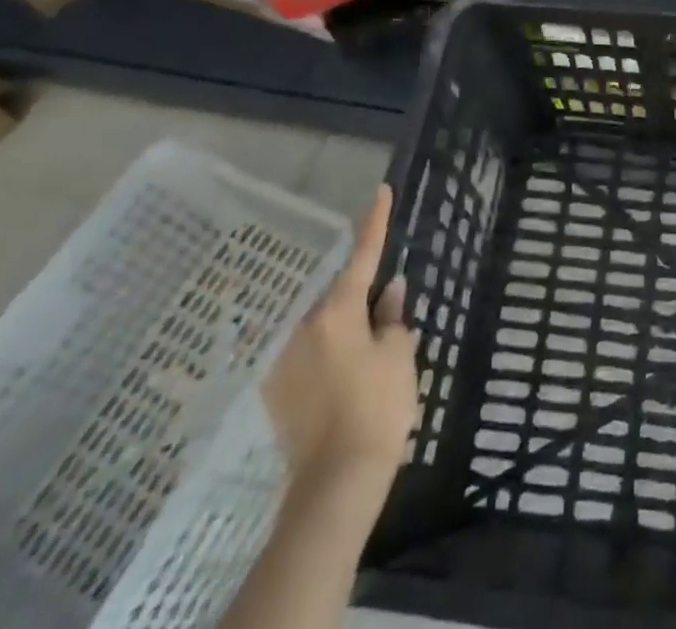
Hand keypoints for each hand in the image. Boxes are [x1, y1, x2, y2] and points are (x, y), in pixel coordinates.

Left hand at [264, 184, 419, 486]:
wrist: (337, 484)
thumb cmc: (378, 409)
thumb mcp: (399, 356)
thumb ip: (393, 317)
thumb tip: (391, 291)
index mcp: (338, 312)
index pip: (362, 256)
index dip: (375, 222)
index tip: (381, 191)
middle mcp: (304, 327)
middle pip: (339, 297)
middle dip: (361, 298)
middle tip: (384, 316)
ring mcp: (285, 360)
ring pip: (322, 327)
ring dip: (343, 330)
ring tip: (366, 358)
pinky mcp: (276, 392)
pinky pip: (308, 356)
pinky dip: (327, 356)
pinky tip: (343, 383)